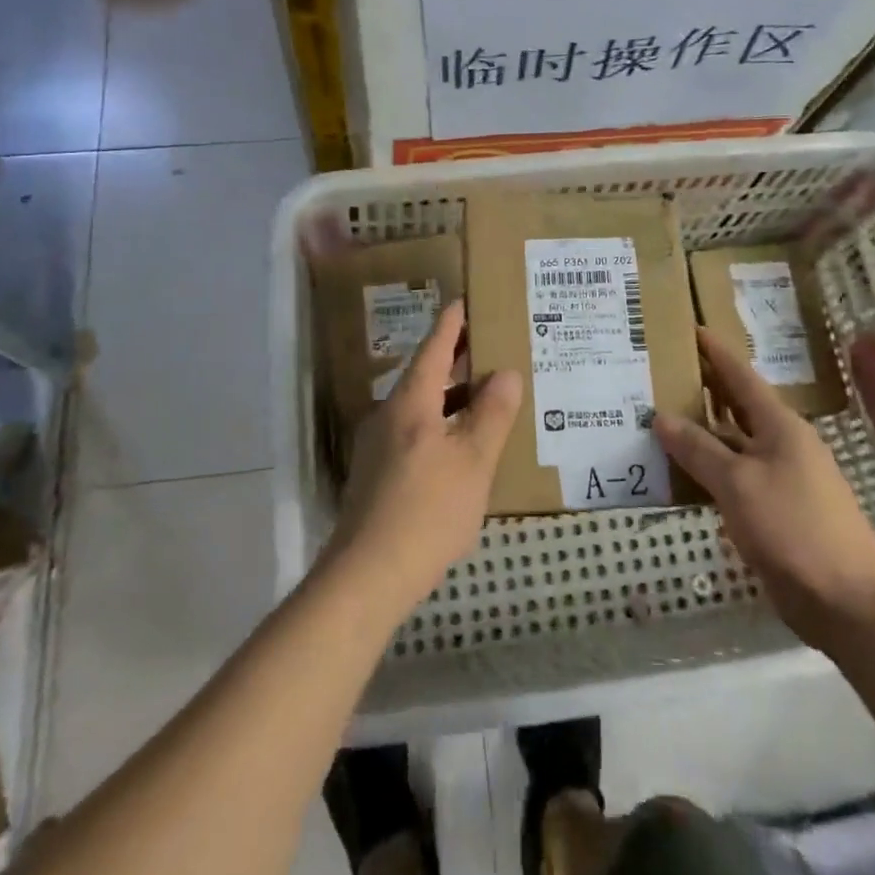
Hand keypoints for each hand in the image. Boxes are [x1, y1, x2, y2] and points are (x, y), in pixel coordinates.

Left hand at [328, 300, 523, 614]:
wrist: (368, 574)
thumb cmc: (428, 510)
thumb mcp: (473, 461)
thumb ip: (492, 414)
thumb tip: (506, 373)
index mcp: (410, 402)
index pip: (433, 348)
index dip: (452, 323)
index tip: (465, 300)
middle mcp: (388, 414)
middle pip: (425, 375)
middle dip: (455, 359)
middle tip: (488, 345)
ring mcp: (378, 445)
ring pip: (420, 406)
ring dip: (450, 396)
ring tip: (483, 393)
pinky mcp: (377, 473)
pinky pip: (414, 432)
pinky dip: (440, 423)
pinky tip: (460, 444)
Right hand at [654, 327, 874, 650]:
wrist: (847, 600)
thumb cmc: (794, 527)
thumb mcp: (738, 483)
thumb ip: (698, 450)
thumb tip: (661, 417)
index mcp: (780, 426)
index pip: (741, 376)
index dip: (716, 352)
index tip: (691, 328)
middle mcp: (781, 445)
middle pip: (735, 408)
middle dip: (702, 390)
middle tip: (662, 374)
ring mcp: (780, 479)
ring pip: (731, 445)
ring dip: (699, 434)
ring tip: (658, 420)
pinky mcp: (774, 511)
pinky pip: (733, 479)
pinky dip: (706, 471)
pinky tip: (678, 474)